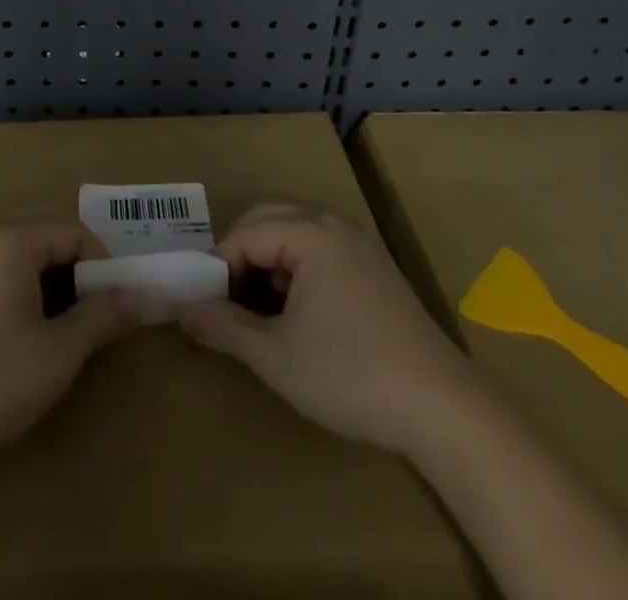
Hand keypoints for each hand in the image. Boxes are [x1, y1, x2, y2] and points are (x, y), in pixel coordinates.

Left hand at [0, 219, 135, 476]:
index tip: (115, 310)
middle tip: (90, 324)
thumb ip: (100, 319)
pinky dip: (16, 297)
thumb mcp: (56, 355)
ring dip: (47, 290)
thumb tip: (136, 297)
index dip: (104, 267)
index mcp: (13, 239)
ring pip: (19, 261)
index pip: (76, 233)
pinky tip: (12, 342)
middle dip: (76, 278)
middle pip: (47, 241)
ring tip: (55, 337)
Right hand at [181, 203, 472, 452]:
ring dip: (268, 260)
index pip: (246, 233)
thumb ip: (225, 327)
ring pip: (295, 232)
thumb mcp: (277, 356)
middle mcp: (334, 225)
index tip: (206, 304)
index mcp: (310, 233)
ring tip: (258, 309)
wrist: (443, 408)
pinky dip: (296, 268)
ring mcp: (359, 244)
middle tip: (225, 299)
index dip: (219, 266)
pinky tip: (298, 313)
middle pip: (269, 218)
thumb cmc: (351, 375)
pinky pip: (321, 248)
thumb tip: (185, 312)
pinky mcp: (376, 268)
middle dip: (241, 254)